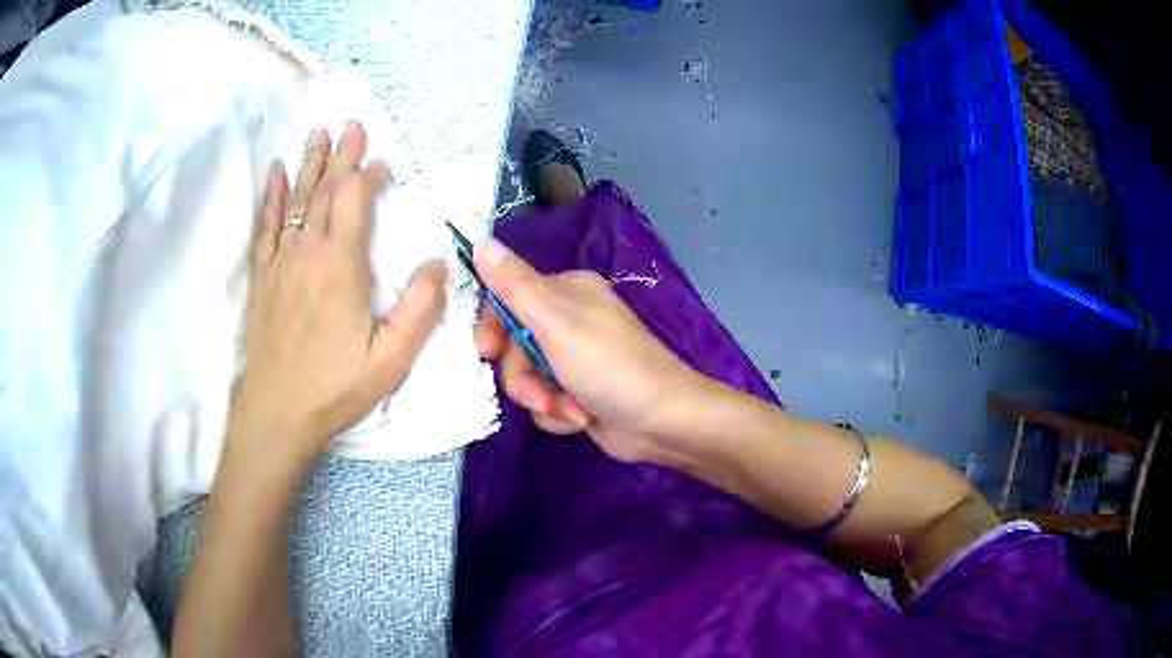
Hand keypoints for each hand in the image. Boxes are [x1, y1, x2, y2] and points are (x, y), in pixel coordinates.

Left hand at [230, 121, 445, 468]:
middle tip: (350, 123)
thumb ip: (419, 308)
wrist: (277, 413)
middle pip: (325, 191)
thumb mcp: (391, 359)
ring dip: (309, 164)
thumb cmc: (336, 388)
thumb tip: (438, 260)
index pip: (354, 202)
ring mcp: (280, 262)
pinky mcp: (262, 278)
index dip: (369, 176)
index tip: (383, 160)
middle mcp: (308, 252)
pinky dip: (272, 197)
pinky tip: (275, 174)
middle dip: (341, 155)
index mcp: (341, 266)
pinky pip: (266, 226)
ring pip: (296, 200)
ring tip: (318, 133)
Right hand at [473, 239, 713, 463]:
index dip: (494, 327)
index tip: (487, 350)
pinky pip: (545, 402)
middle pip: (514, 346)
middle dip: (524, 377)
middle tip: (540, 393)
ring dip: (544, 400)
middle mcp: (569, 321)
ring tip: (571, 410)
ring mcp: (574, 359)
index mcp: (567, 292)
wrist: (662, 423)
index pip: (508, 298)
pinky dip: (559, 414)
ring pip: (527, 378)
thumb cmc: (610, 367)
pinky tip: (582, 419)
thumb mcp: (556, 322)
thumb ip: (514, 285)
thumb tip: (480, 241)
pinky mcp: (578, 392)